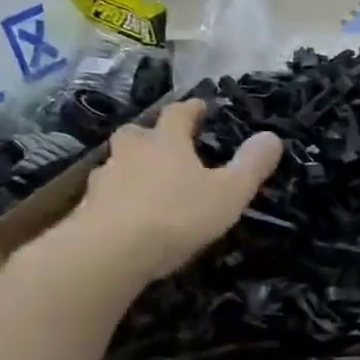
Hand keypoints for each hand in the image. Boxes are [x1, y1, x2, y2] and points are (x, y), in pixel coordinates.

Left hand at [63, 100, 282, 283]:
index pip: (178, 114)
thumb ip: (251, 165)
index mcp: (166, 141)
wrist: (109, 252)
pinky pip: (108, 194)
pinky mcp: (87, 208)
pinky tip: (131, 214)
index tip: (202, 108)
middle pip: (139, 133)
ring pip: (120, 163)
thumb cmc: (177, 215)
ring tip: (152, 184)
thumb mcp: (229, 193)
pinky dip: (121, 198)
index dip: (192, 109)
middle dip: (154, 135)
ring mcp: (105, 179)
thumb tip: (272, 136)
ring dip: (134, 167)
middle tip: (169, 146)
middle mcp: (132, 151)